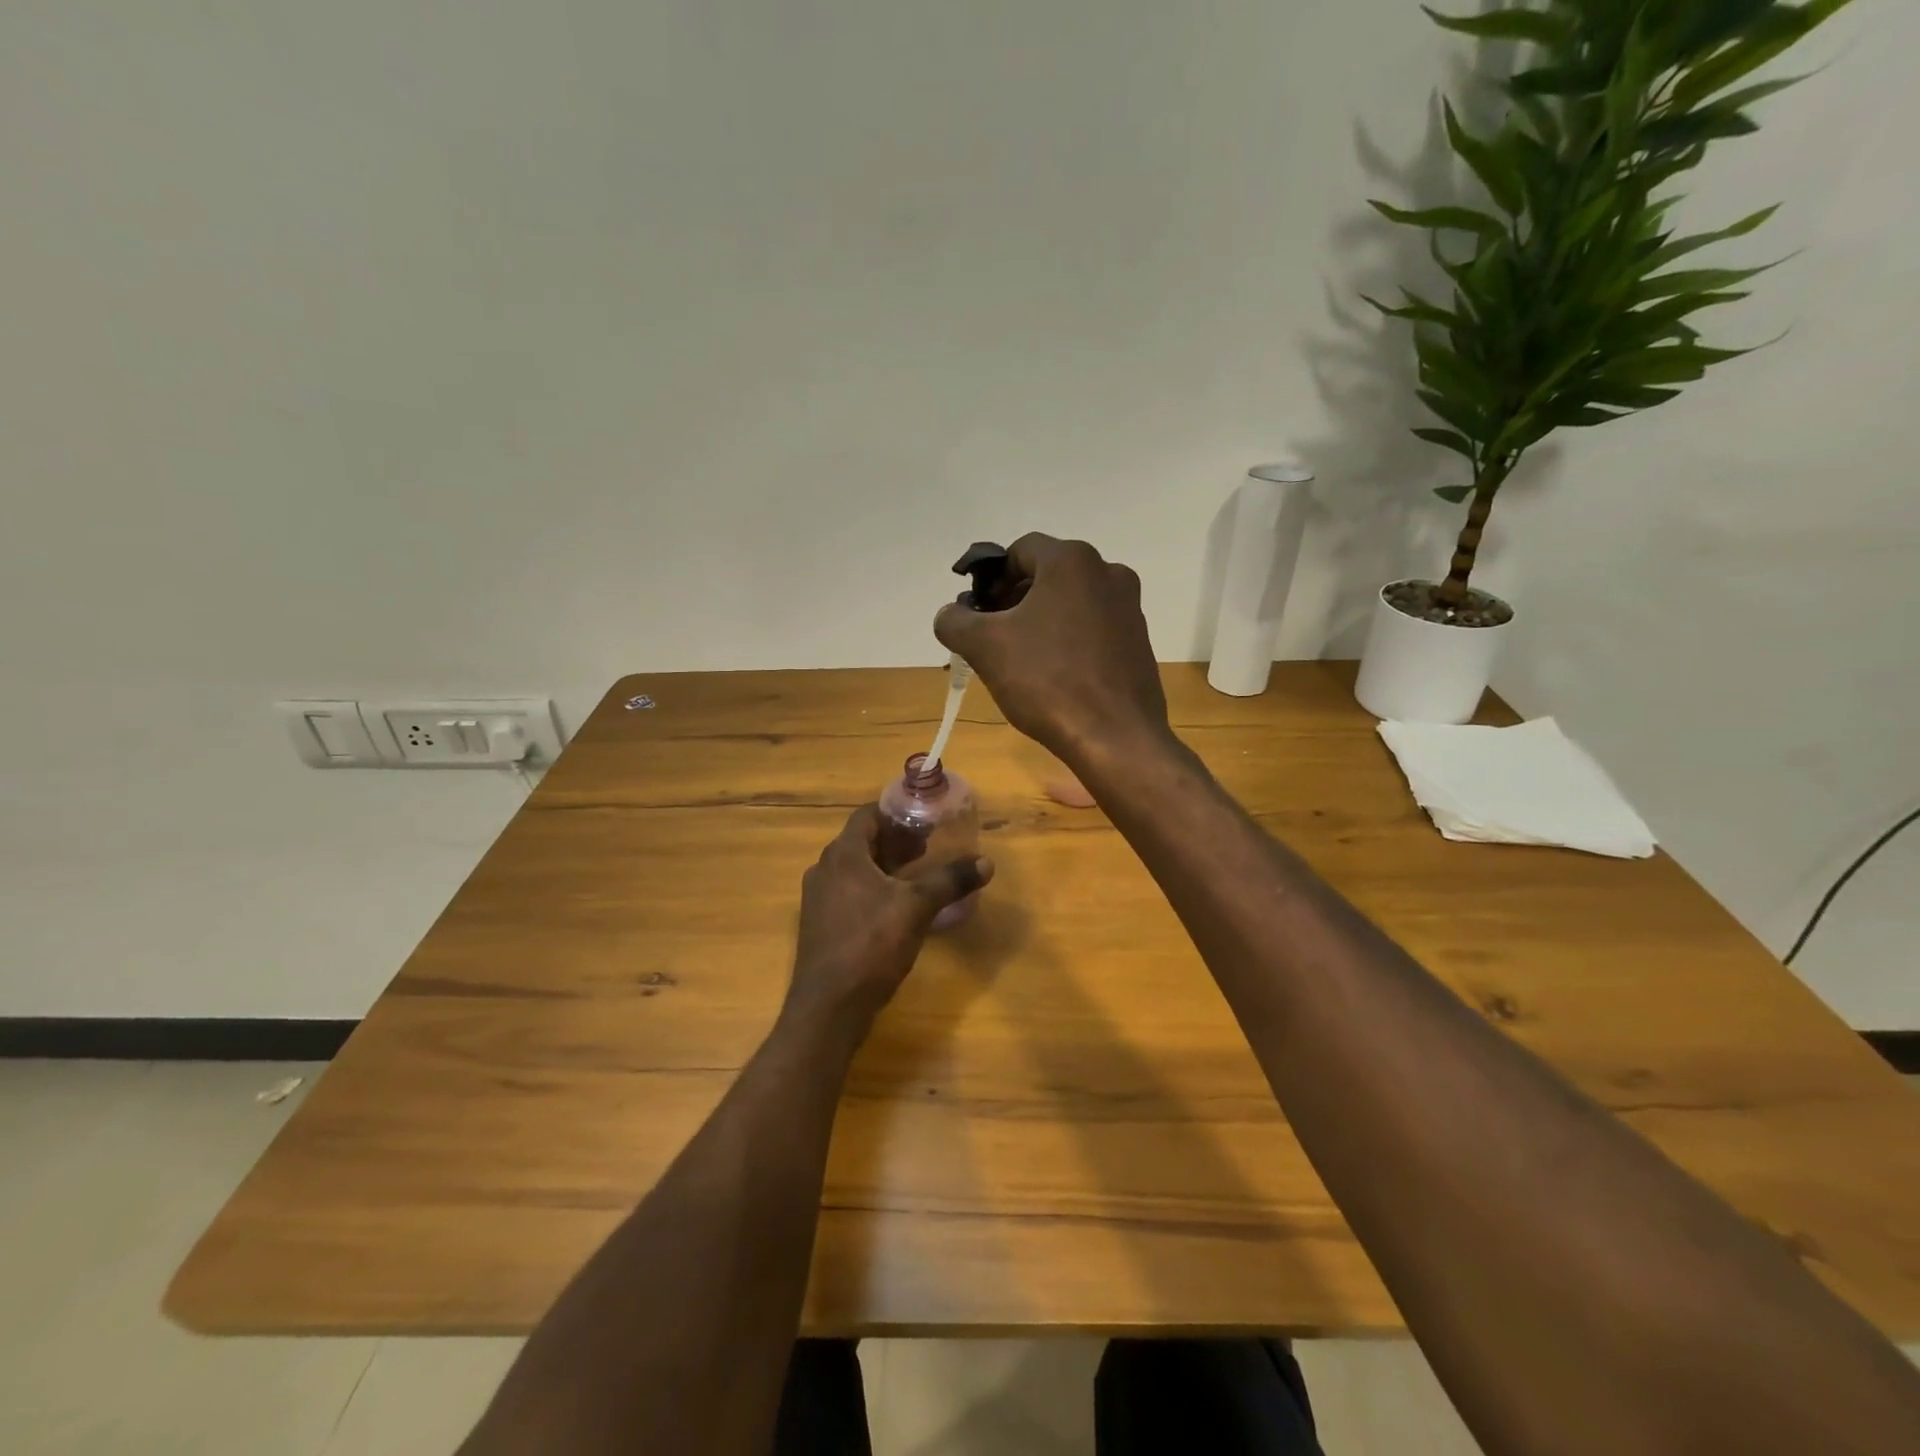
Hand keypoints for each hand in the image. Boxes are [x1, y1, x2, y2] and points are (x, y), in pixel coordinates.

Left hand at [784, 805, 993, 1037]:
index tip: (924, 820)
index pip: (867, 815)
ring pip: (855, 869)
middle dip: (895, 841)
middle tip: (927, 847)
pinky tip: (896, 908)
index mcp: (843, 855)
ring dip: (884, 866)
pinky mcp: (820, 924)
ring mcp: (818, 899)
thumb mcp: (918, 908)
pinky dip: (872, 889)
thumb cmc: (872, 944)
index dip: (896, 814)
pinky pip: (848, 892)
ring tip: (917, 875)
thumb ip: (950, 880)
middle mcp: (824, 869)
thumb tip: (986, 862)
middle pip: (861, 841)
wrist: (830, 1006)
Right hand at [934, 534, 1169, 767]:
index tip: (977, 612)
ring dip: (1040, 621)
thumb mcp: (985, 647)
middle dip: (1014, 600)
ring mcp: (1129, 608)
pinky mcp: (1139, 642)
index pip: (1020, 551)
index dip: (991, 578)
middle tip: (991, 636)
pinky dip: (1069, 640)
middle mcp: (1108, 573)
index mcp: (1072, 561)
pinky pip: (1093, 628)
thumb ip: (955, 621)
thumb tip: (949, 614)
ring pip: (1071, 603)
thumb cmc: (1047, 680)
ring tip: (1019, 659)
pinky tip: (1053, 675)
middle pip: (1047, 575)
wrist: (1115, 737)